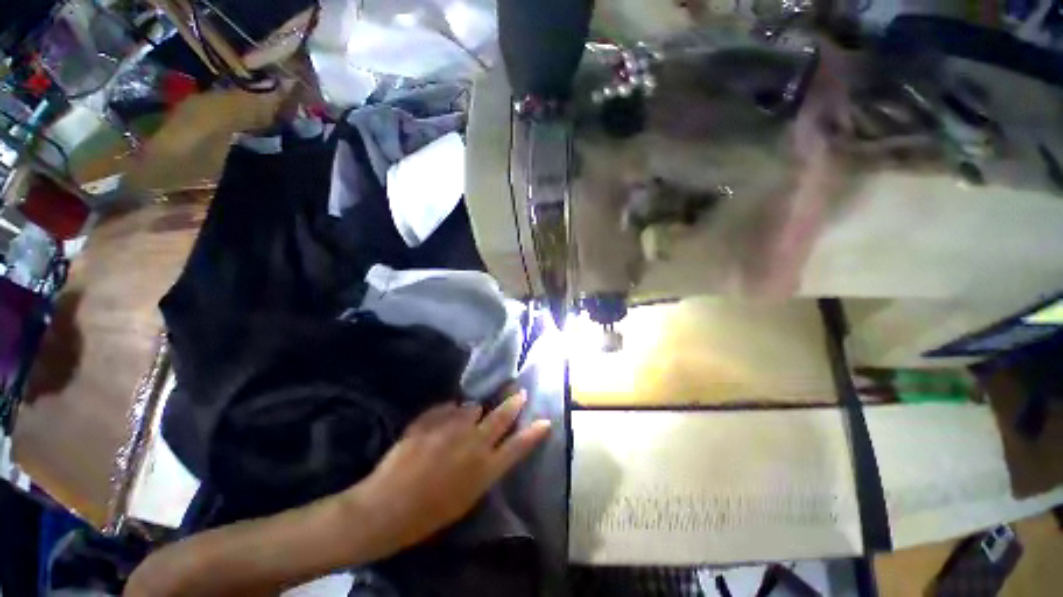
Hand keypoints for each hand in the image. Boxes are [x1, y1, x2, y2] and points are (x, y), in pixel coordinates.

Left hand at [344, 392, 550, 556]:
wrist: (385, 507)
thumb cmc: (428, 513)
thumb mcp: (465, 498)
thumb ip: (481, 468)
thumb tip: (488, 447)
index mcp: (483, 469)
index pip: (517, 447)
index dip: (533, 434)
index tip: (546, 421)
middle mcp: (472, 443)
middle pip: (501, 417)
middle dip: (513, 404)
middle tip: (520, 393)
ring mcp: (451, 428)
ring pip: (471, 407)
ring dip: (470, 412)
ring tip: (462, 419)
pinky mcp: (431, 419)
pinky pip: (447, 408)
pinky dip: (447, 413)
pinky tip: (440, 422)